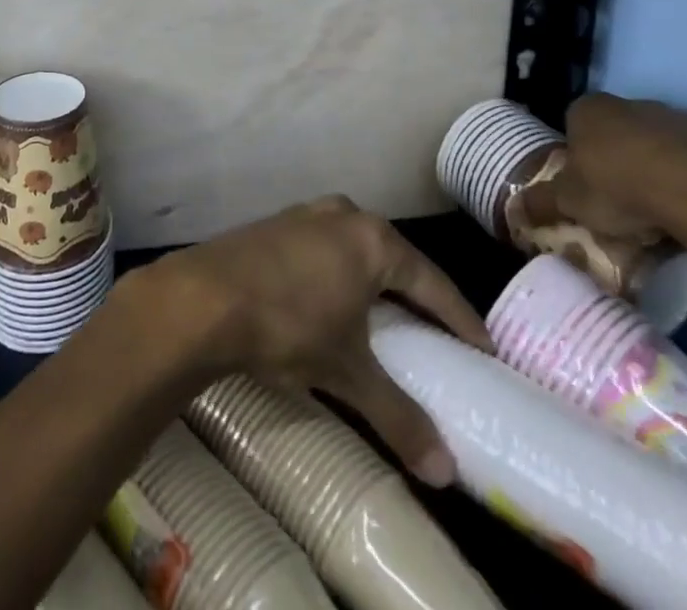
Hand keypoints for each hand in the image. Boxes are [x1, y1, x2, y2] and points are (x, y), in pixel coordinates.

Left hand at [129, 197, 490, 486]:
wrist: (202, 298)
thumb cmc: (287, 325)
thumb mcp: (346, 373)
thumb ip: (398, 416)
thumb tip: (445, 472)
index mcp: (373, 240)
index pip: (432, 282)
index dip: (460, 318)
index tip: (484, 349)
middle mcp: (343, 214)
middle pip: (394, 259)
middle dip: (416, 295)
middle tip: (437, 335)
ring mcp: (305, 213)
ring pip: (355, 249)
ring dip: (374, 281)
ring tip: (387, 318)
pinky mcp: (274, 223)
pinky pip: (323, 248)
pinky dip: (339, 274)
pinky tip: (333, 299)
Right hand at [517, 93, 686, 245]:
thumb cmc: (622, 190)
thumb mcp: (570, 202)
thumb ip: (541, 202)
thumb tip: (514, 208)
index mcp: (591, 108)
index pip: (573, 123)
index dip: (576, 155)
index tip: (583, 186)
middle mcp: (633, 102)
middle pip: (617, 132)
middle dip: (616, 161)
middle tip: (618, 203)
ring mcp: (681, 119)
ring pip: (658, 146)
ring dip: (656, 170)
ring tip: (658, 214)